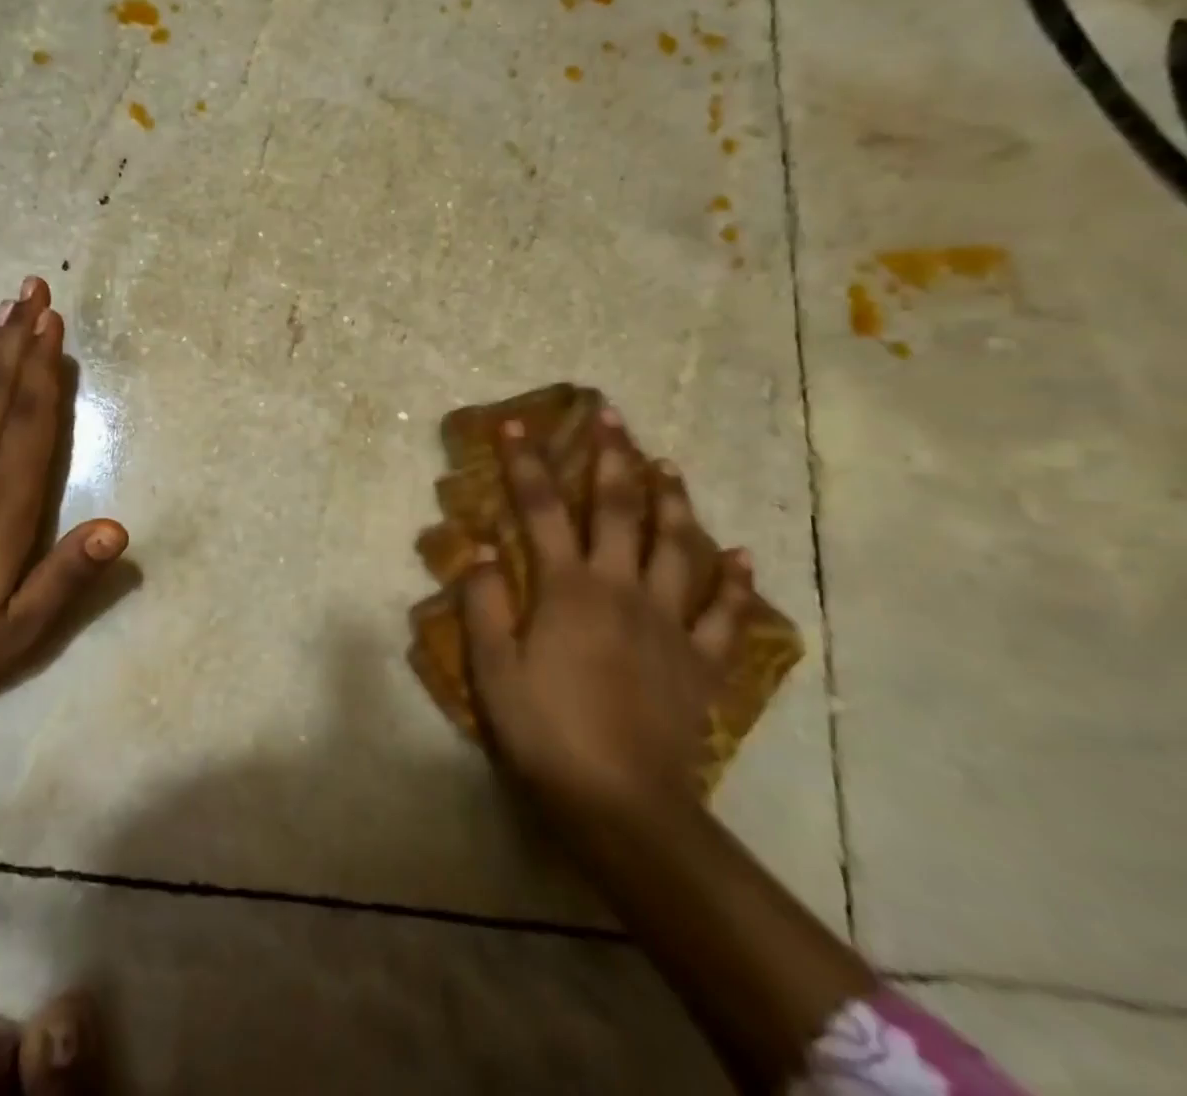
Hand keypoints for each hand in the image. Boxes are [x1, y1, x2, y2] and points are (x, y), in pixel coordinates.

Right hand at [462, 407, 753, 824]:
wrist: (623, 806)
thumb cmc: (546, 732)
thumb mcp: (492, 669)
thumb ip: (484, 604)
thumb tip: (480, 549)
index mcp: (568, 589)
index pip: (542, 509)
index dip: (527, 464)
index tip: (517, 424)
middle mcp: (622, 590)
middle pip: (620, 511)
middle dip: (612, 458)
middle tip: (611, 416)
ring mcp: (669, 624)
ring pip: (678, 547)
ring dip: (672, 501)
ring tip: (669, 465)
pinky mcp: (699, 662)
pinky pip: (724, 614)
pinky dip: (735, 582)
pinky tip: (742, 556)